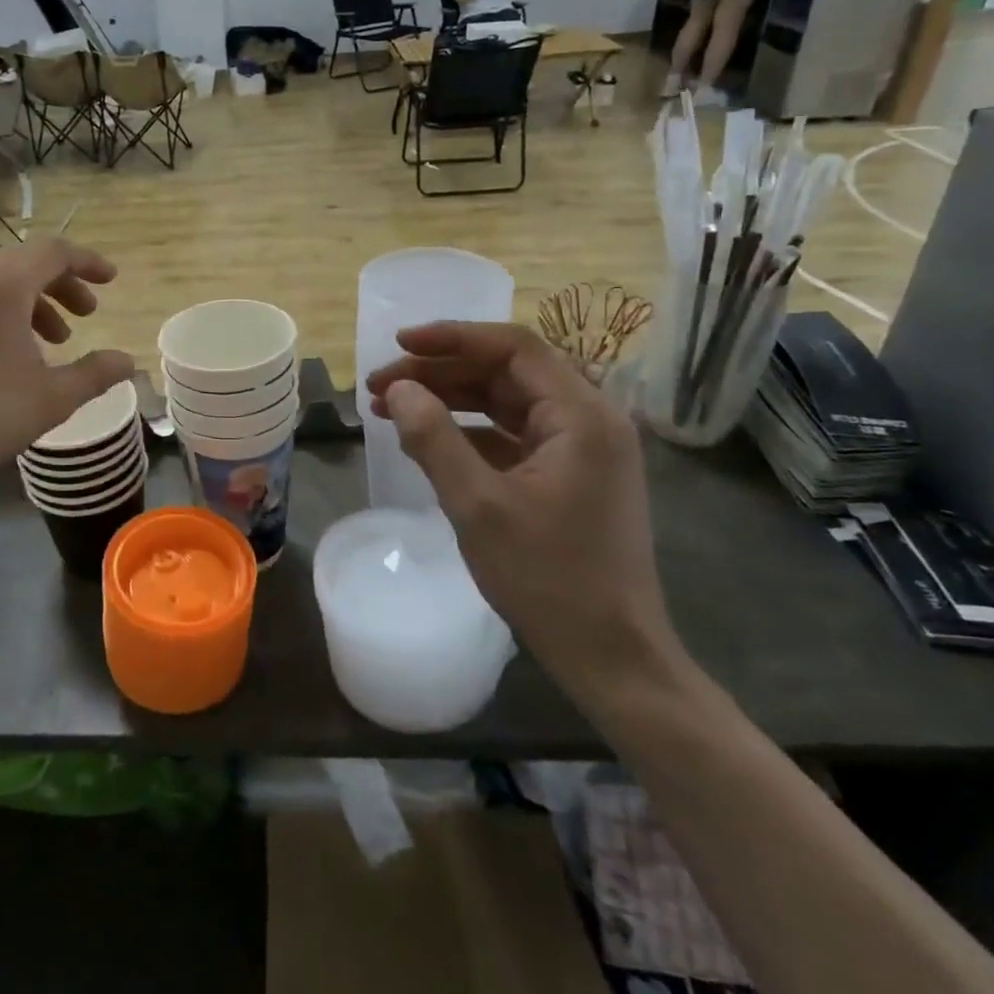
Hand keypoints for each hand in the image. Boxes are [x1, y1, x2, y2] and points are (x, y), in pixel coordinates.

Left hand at [0, 239, 134, 512]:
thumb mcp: (52, 399)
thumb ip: (96, 374)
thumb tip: (127, 361)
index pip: (53, 253)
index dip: (88, 263)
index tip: (111, 280)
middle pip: (22, 264)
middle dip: (61, 287)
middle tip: (85, 316)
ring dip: (29, 304)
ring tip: (48, 343)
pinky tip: (0, 356)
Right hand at [367, 323, 682, 706]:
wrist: (612, 656)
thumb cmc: (548, 579)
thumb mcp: (478, 506)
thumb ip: (433, 439)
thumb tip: (398, 390)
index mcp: (582, 416)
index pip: (514, 347)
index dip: (452, 338)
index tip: (399, 344)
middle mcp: (589, 420)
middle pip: (507, 372)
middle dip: (441, 373)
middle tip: (381, 385)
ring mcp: (582, 449)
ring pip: (507, 403)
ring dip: (450, 400)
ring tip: (391, 408)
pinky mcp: (570, 475)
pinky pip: (513, 435)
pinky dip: (469, 431)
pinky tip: (427, 441)